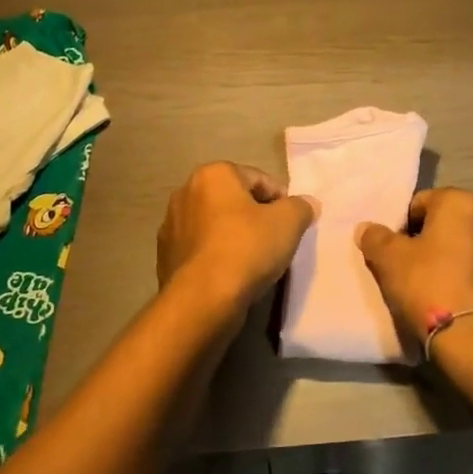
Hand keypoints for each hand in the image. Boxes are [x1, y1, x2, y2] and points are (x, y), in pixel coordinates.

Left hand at [157, 162, 316, 316]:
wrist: (203, 299)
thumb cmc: (247, 249)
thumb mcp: (288, 222)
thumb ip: (301, 207)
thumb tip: (307, 203)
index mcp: (213, 174)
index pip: (259, 179)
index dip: (281, 200)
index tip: (292, 223)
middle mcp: (186, 192)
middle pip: (234, 200)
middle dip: (255, 216)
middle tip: (275, 240)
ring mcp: (171, 225)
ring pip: (215, 225)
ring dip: (234, 236)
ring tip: (254, 261)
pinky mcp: (165, 256)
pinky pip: (201, 249)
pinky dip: (216, 256)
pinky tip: (231, 275)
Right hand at [356, 188, 472, 356]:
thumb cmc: (430, 288)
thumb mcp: (390, 261)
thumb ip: (375, 238)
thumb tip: (367, 228)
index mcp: (462, 202)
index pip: (422, 203)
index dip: (404, 227)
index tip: (398, 254)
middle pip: (452, 222)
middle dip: (435, 240)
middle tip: (416, 270)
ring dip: (461, 258)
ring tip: (444, 288)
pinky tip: (467, 301)